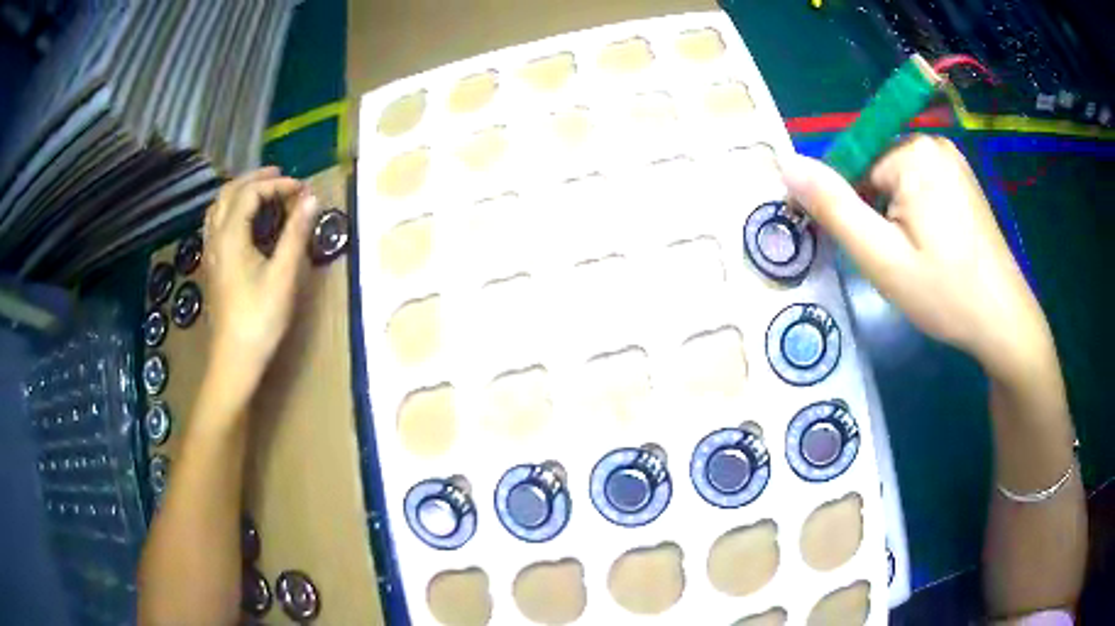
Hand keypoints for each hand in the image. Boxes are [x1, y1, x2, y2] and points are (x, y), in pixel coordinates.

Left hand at [202, 167, 319, 411]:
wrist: (234, 359)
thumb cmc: (260, 318)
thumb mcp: (283, 275)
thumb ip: (295, 233)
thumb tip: (311, 199)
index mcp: (230, 236)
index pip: (250, 193)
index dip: (277, 185)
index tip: (302, 190)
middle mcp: (215, 237)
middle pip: (229, 192)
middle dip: (255, 179)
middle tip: (281, 177)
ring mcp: (210, 252)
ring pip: (218, 206)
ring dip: (240, 191)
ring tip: (263, 192)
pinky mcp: (212, 265)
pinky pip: (216, 223)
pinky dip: (231, 209)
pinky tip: (244, 220)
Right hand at [781, 135, 1054, 382]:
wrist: (1004, 322)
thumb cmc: (945, 294)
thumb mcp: (881, 258)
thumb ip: (834, 208)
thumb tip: (786, 165)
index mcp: (912, 152)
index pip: (851, 166)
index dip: (845, 208)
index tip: (857, 249)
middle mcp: (932, 144)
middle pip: (876, 173)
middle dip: (874, 215)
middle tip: (893, 262)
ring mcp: (952, 162)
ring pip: (897, 183)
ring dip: (894, 218)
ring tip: (915, 260)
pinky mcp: (963, 181)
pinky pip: (921, 188)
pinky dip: (915, 216)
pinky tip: (932, 250)